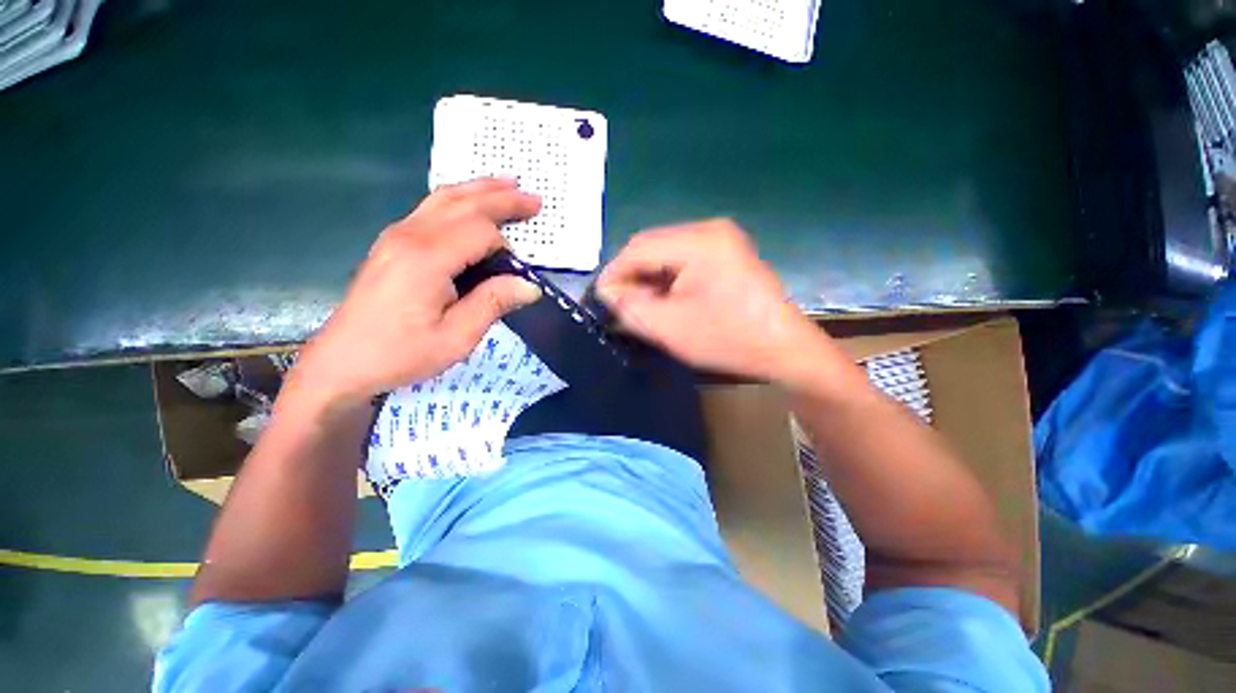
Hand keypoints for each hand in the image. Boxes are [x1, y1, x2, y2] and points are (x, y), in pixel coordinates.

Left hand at [291, 178, 542, 407]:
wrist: (342, 362)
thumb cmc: (400, 354)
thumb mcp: (456, 338)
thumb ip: (493, 304)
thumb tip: (530, 286)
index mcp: (427, 258)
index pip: (480, 231)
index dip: (506, 247)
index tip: (517, 274)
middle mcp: (410, 236)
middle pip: (463, 203)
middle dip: (502, 197)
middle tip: (534, 198)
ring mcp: (397, 235)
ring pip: (444, 198)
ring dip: (479, 190)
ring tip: (508, 185)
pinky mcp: (392, 243)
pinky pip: (431, 208)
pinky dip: (459, 199)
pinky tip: (471, 202)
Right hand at [597, 219, 836, 384]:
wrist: (785, 350)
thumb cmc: (728, 339)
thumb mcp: (670, 327)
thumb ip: (630, 307)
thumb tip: (608, 292)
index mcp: (699, 241)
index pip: (638, 247)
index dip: (614, 273)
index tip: (600, 299)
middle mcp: (710, 229)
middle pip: (652, 246)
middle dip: (632, 276)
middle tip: (619, 306)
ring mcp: (721, 240)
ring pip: (666, 254)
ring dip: (649, 279)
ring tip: (641, 307)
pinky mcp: (726, 254)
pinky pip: (684, 260)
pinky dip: (667, 280)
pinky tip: (664, 300)